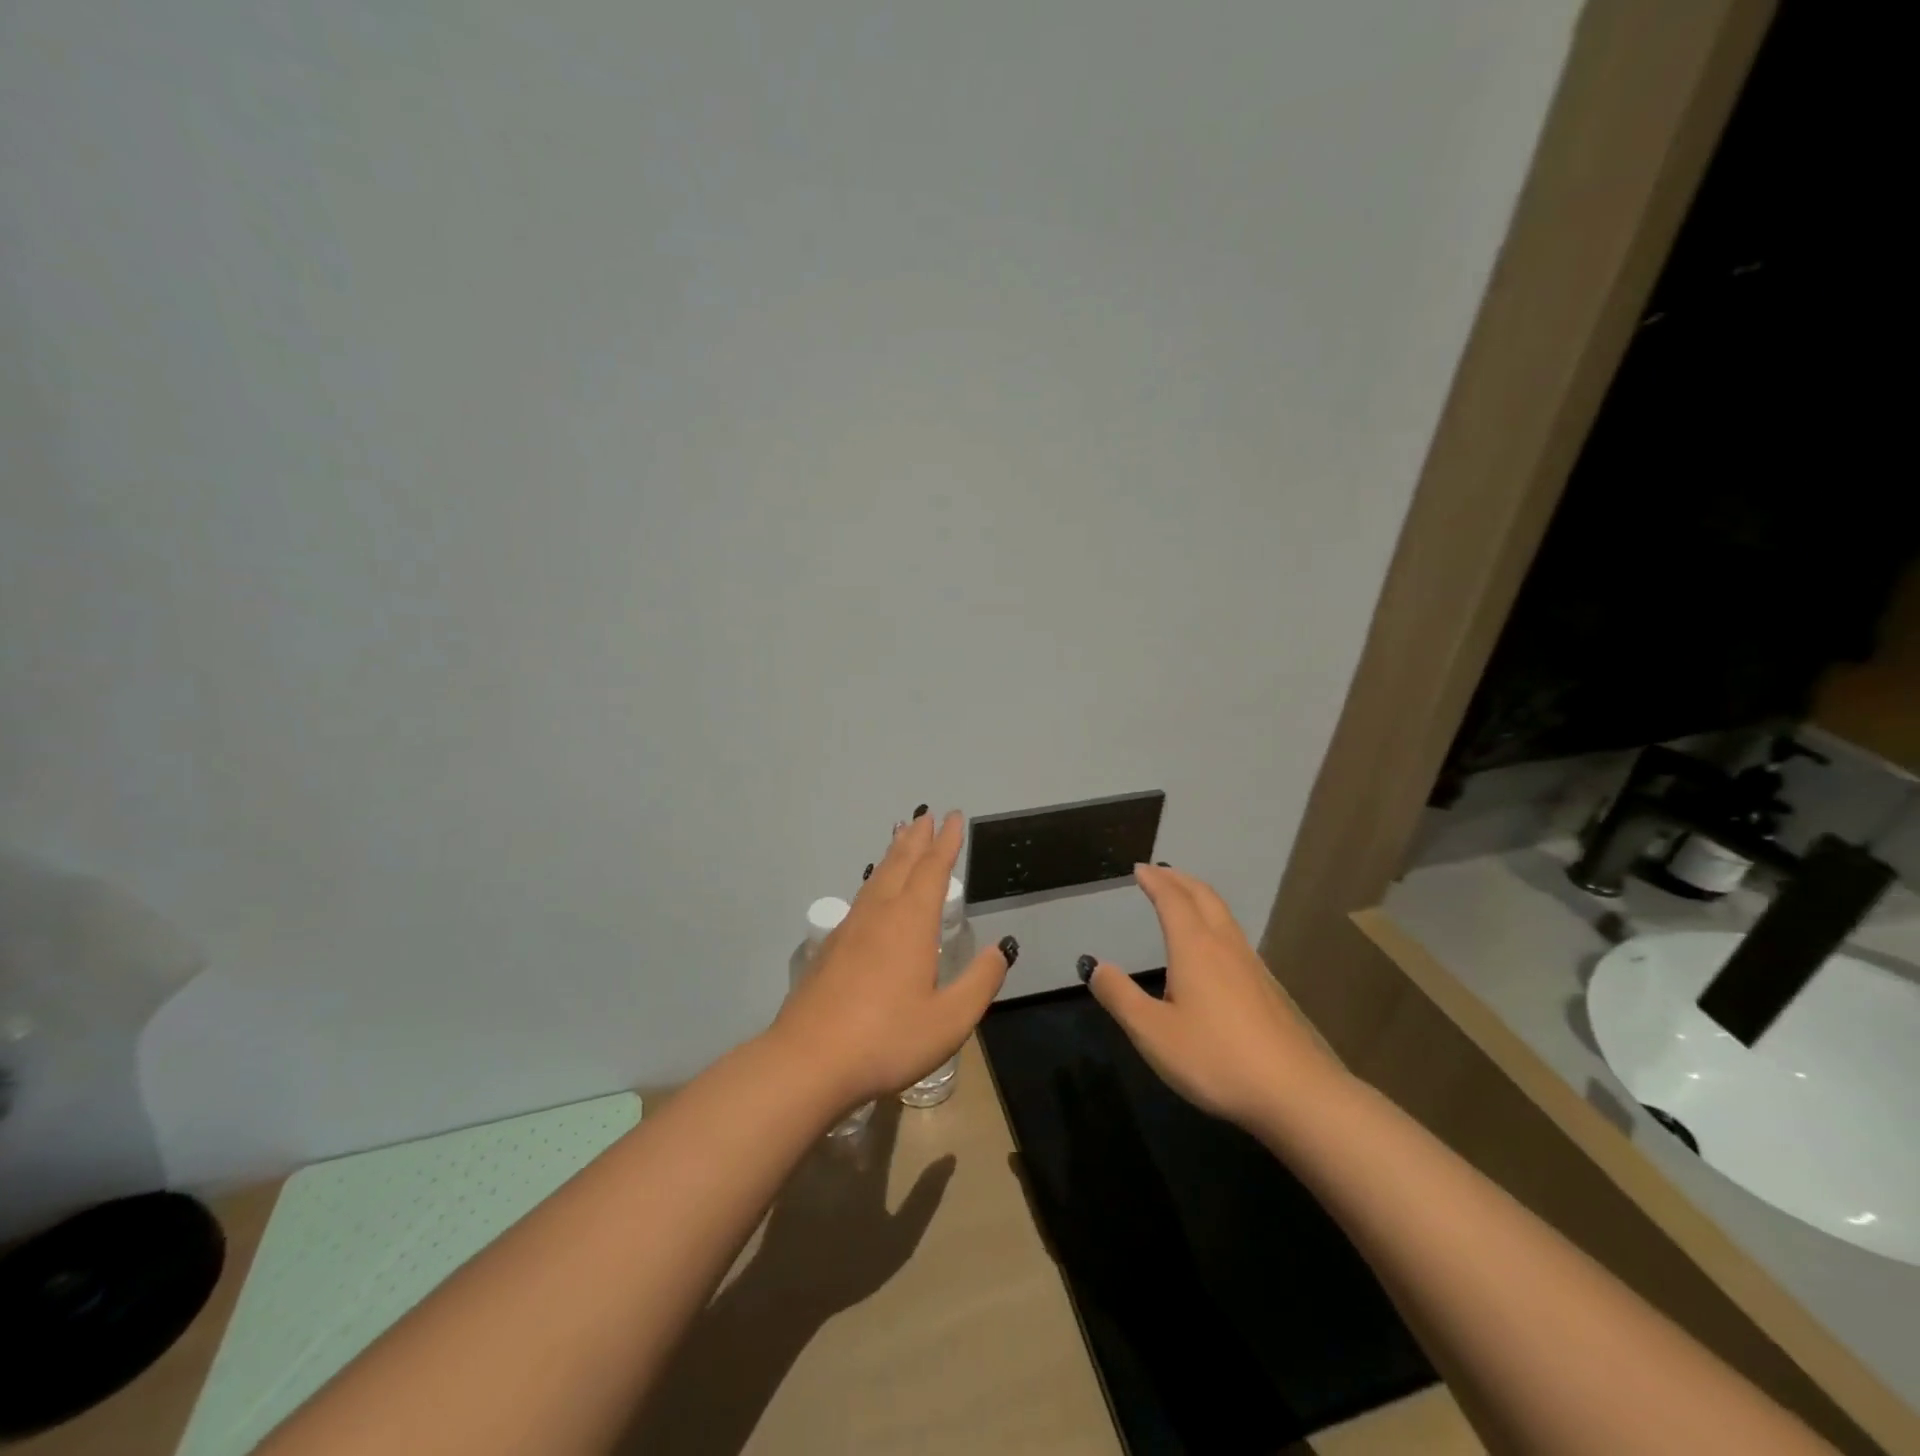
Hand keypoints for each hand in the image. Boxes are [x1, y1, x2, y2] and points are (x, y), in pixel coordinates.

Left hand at [771, 811, 1010, 1112]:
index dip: (946, 843)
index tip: (954, 818)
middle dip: (917, 838)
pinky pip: (861, 897)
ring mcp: (850, 929)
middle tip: (926, 815)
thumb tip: (1000, 950)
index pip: (933, 870)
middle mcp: (880, 914)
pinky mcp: (831, 947)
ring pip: (877, 878)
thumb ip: (979, 982)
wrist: (809, 1060)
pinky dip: (875, 880)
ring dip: (893, 854)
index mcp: (911, 922)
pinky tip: (872, 892)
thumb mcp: (949, 1019)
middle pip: (900, 864)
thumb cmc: (887, 1039)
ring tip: (900, 838)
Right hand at [1084, 863, 1342, 1128]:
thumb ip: (1120, 997)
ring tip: (1184, 898)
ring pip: (1223, 915)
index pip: (1172, 900)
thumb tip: (1095, 966)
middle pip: (1203, 897)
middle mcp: (1224, 946)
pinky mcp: (1267, 988)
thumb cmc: (1215, 1058)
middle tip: (1160, 872)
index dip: (1155, 881)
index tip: (1140, 869)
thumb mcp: (1153, 1032)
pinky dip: (1215, 921)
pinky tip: (1213, 946)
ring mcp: (1251, 965)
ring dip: (1200, 897)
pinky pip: (1234, 935)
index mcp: (1194, 948)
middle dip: (1179, 879)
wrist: (1295, 1093)